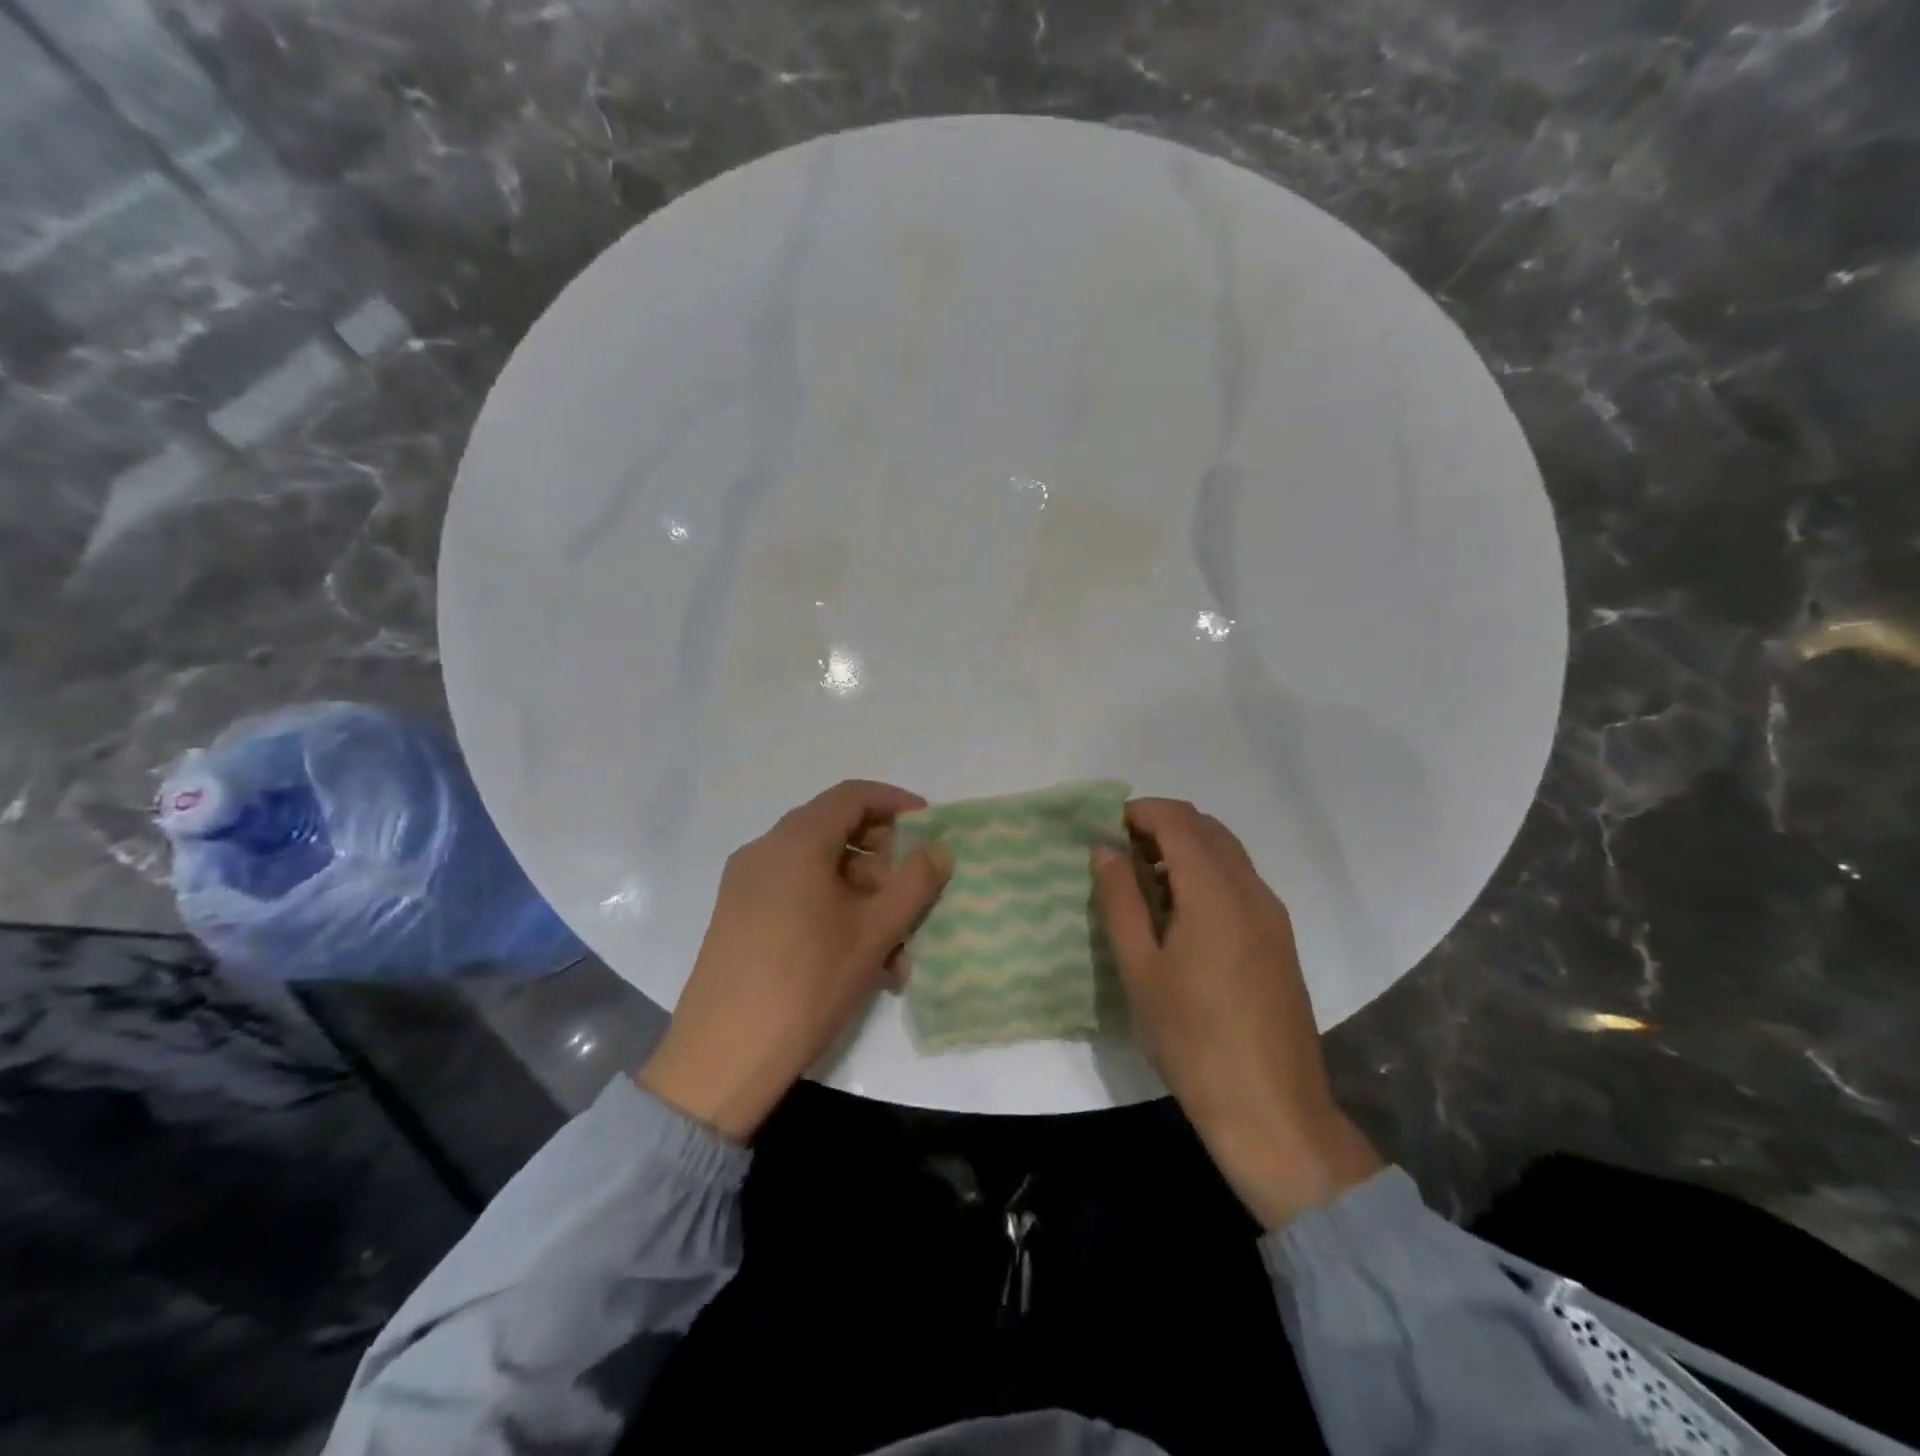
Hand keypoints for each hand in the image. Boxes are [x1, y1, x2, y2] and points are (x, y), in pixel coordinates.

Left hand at [638, 780, 950, 1141]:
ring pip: (819, 871)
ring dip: (863, 898)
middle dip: (883, 863)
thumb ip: (915, 883)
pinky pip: (796, 894)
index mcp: (796, 841)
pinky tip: (860, 960)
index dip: (896, 803)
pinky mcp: (738, 916)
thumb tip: (940, 849)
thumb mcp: (874, 931)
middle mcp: (765, 850)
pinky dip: (833, 911)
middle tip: (913, 900)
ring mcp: (746, 884)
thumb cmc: (807, 982)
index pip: (853, 795)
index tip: (930, 828)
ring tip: (895, 951)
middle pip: (836, 832)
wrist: (723, 1057)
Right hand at [1092, 798, 1381, 1227]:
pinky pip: (1240, 882)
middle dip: (1161, 827)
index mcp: (1214, 891)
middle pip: (1207, 828)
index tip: (1105, 830)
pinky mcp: (1280, 940)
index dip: (1139, 812)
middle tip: (1120, 857)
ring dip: (1185, 851)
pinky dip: (1206, 876)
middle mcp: (1251, 890)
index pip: (1179, 819)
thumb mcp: (1139, 968)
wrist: (1270, 1109)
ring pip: (1227, 854)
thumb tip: (1105, 849)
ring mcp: (1272, 915)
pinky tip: (1181, 917)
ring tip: (1145, 886)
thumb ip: (1120, 900)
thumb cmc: (1192, 1038)